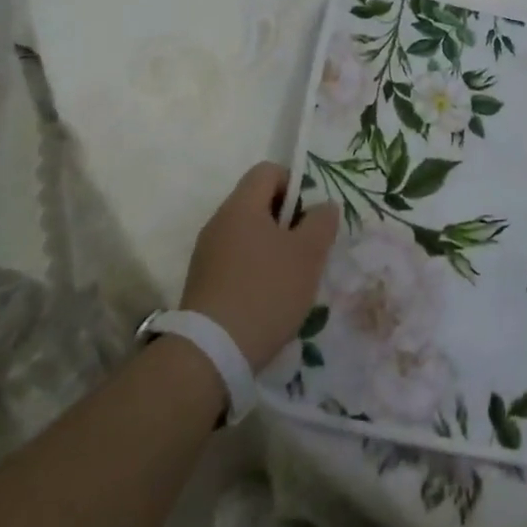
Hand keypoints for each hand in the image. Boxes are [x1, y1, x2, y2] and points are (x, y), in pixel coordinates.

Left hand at [180, 163, 338, 371]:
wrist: (211, 355)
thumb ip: (321, 222)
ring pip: (248, 235)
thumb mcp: (308, 255)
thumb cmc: (265, 291)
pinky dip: (254, 272)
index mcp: (241, 206)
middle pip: (258, 203)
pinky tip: (268, 300)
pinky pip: (235, 262)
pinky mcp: (202, 284)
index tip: (309, 217)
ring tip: (290, 280)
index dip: (294, 184)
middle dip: (287, 221)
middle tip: (306, 250)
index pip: (268, 171)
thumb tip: (324, 205)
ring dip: (272, 249)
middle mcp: (219, 222)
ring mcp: (206, 254)